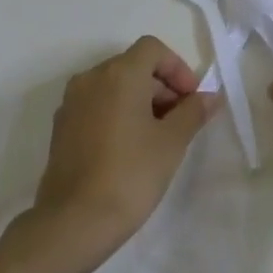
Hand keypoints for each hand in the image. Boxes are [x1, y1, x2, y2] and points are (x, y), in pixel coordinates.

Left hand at [30, 36, 216, 257]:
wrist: (73, 223)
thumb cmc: (130, 174)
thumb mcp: (172, 142)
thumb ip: (193, 112)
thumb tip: (211, 96)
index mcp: (119, 74)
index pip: (153, 49)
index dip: (177, 68)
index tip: (191, 99)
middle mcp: (91, 78)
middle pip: (133, 65)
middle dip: (161, 86)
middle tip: (180, 121)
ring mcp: (71, 103)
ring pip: (114, 86)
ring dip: (140, 100)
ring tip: (157, 137)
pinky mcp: (61, 128)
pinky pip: (97, 105)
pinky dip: (117, 113)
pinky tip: (130, 148)